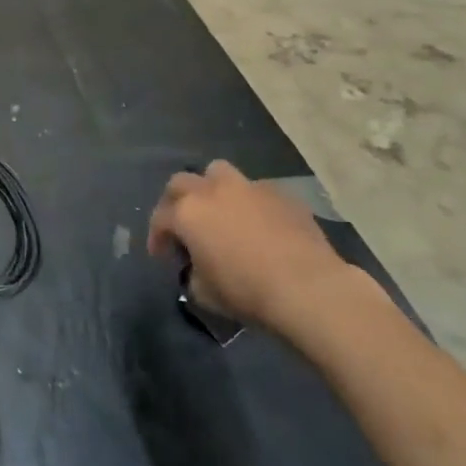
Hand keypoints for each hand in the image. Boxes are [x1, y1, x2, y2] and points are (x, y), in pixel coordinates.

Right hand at [147, 161, 353, 329]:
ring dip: (212, 188)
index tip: (162, 256)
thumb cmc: (247, 291)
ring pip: (218, 172)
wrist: (308, 288)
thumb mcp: (204, 293)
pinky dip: (250, 202)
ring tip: (220, 211)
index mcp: (187, 213)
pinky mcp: (281, 194)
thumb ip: (192, 273)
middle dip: (176, 202)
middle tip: (184, 225)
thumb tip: (198, 267)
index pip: (160, 219)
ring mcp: (248, 188)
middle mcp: (212, 191)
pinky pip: (256, 190)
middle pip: (181, 183)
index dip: (157, 237)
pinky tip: (259, 224)